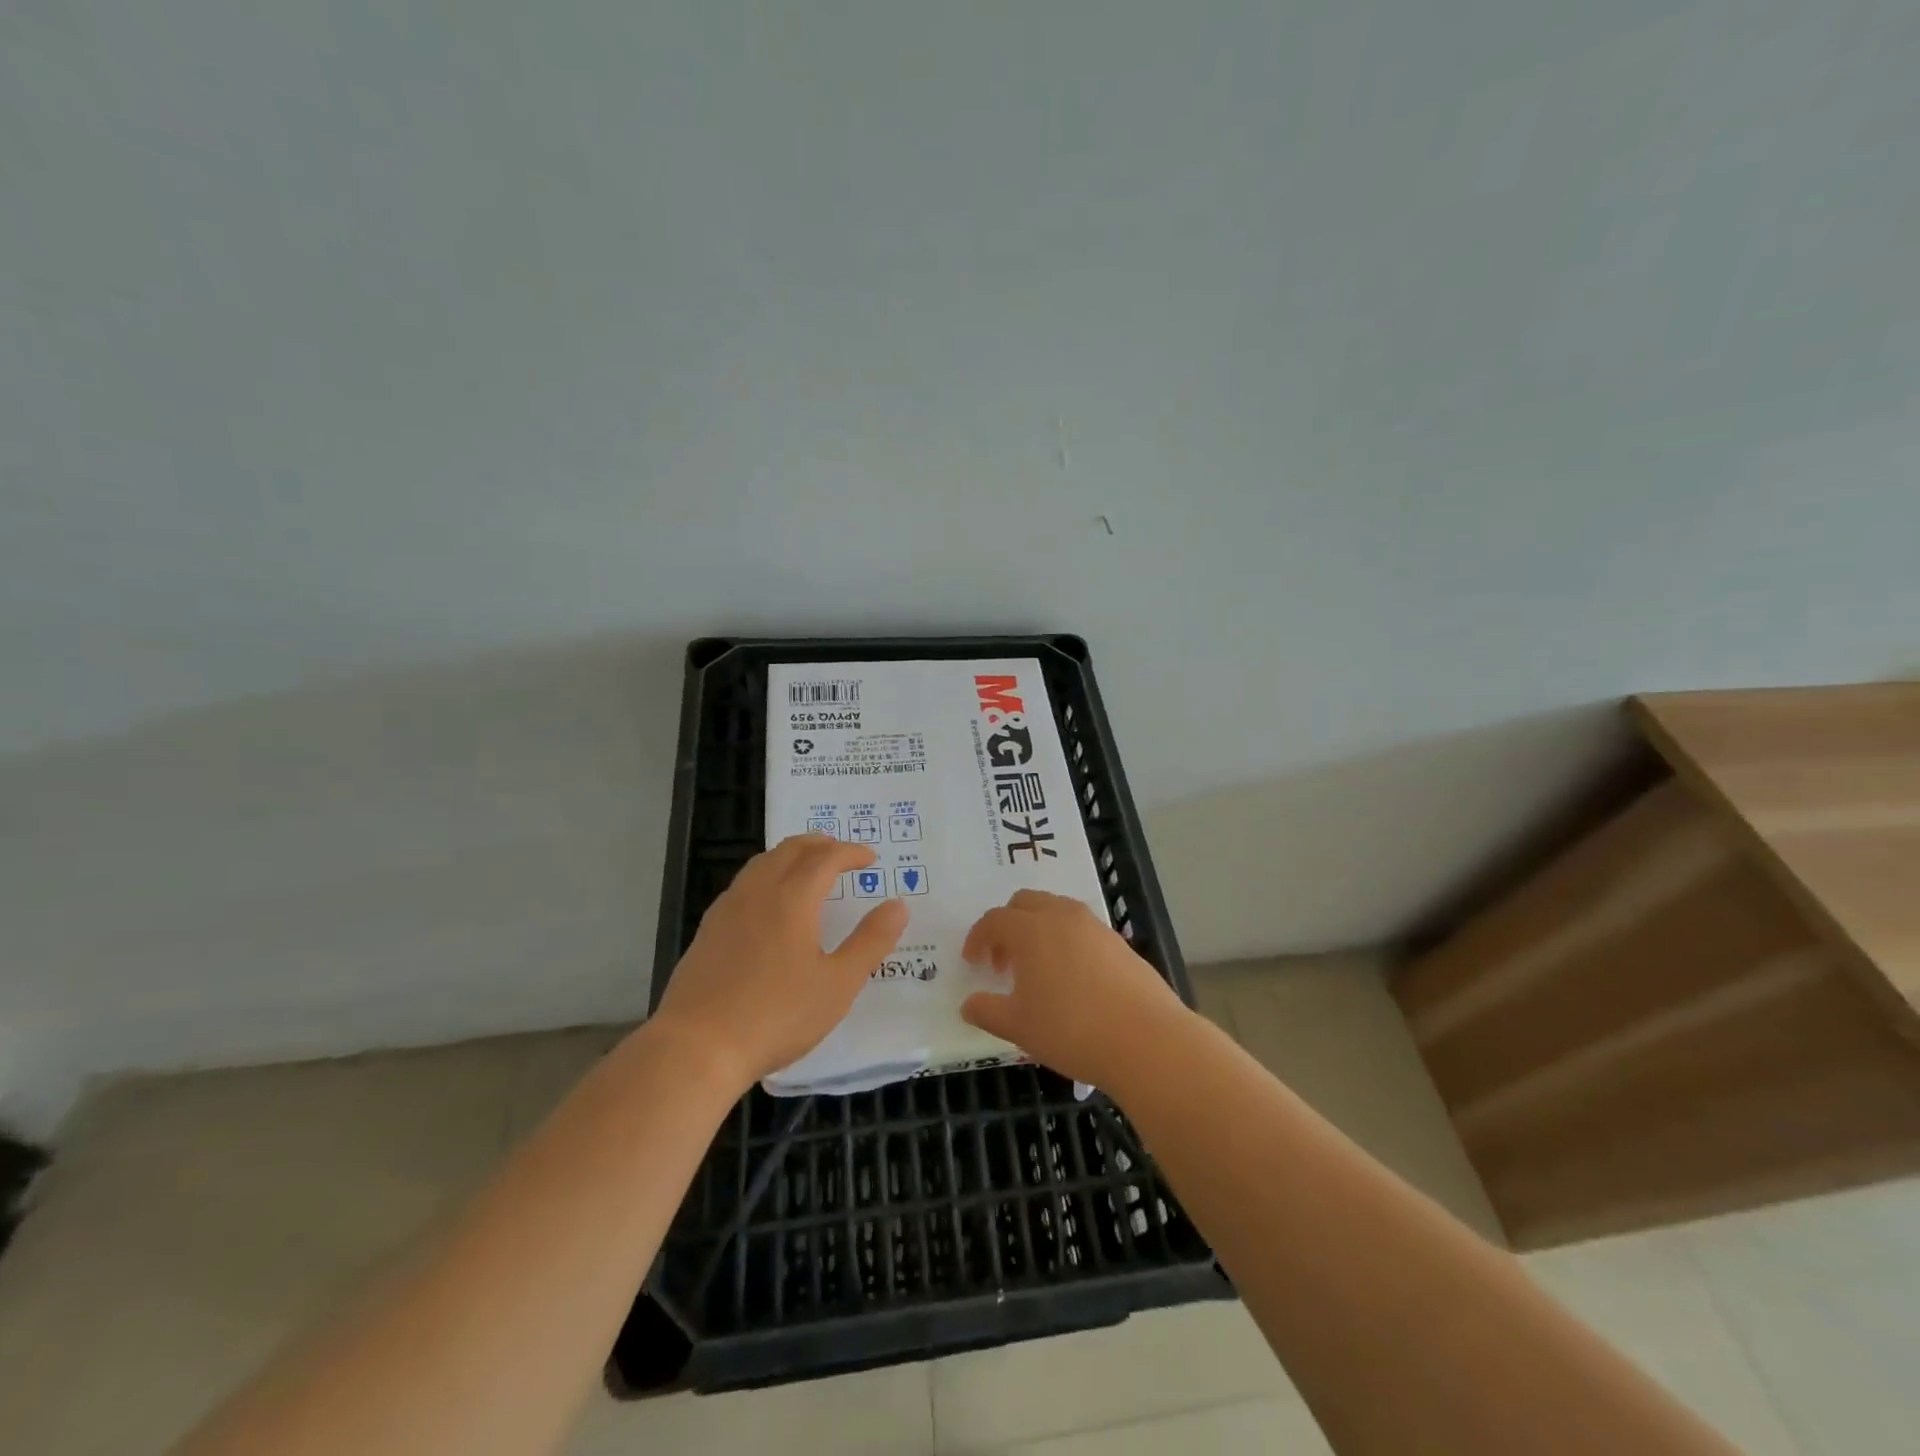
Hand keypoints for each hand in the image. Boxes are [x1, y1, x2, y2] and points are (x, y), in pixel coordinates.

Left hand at [651, 835, 908, 1089]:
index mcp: (793, 898)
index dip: (851, 852)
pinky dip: (766, 876)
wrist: (697, 1047)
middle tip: (840, 852)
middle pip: (790, 850)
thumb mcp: (838, 984)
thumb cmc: (777, 1015)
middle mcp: (758, 892)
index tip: (870, 858)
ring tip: (807, 868)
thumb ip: (871, 941)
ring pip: (762, 863)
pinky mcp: (708, 930)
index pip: (826, 858)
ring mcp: (727, 909)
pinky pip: (743, 884)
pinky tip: (767, 903)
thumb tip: (898, 905)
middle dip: (819, 844)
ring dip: (790, 855)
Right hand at [960, 889, 1189, 1089]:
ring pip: (1057, 911)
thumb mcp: (1018, 1027)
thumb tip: (969, 1004)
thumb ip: (987, 1011)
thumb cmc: (1072, 1030)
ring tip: (1037, 970)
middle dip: (1008, 925)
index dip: (978, 938)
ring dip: (1038, 930)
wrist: (1147, 1040)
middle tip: (1003, 962)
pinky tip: (1072, 979)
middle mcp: (1062, 916)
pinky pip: (1082, 929)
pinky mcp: (1120, 942)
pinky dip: (1066, 942)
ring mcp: (1095, 926)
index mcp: (1031, 929)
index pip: (994, 920)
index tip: (972, 962)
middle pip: (1025, 902)